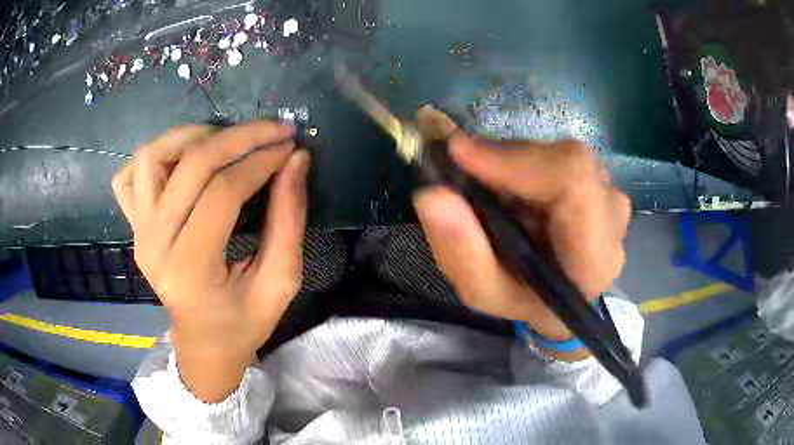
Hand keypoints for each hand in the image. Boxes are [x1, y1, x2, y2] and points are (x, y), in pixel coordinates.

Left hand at [112, 121, 309, 401]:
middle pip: (190, 165)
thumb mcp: (280, 282)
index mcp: (191, 270)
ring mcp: (138, 233)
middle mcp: (155, 245)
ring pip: (152, 157)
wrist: (203, 345)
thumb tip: (296, 160)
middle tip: (272, 131)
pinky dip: (154, 156)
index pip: (222, 193)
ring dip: (192, 136)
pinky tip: (181, 160)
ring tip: (225, 140)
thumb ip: (288, 220)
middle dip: (238, 138)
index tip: (290, 147)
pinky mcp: (133, 227)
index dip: (260, 161)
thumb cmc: (243, 324)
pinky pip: (128, 176)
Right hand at [414, 135, 629, 358]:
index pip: (571, 177)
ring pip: (557, 155)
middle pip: (561, 160)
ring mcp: (611, 195)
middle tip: (464, 176)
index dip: (515, 158)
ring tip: (494, 194)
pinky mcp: (602, 182)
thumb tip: (430, 195)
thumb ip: (461, 253)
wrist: (564, 301)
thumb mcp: (486, 294)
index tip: (458, 153)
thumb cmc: (527, 302)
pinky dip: (526, 165)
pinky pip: (559, 157)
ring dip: (515, 165)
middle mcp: (612, 216)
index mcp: (595, 254)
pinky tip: (514, 191)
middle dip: (505, 161)